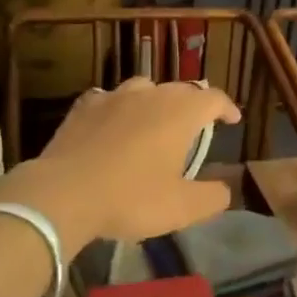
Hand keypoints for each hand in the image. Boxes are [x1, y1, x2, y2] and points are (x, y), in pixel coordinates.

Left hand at [2, 78, 240, 250]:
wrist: (63, 193)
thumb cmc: (130, 198)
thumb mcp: (181, 208)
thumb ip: (212, 197)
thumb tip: (225, 189)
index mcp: (180, 113)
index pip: (213, 98)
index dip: (226, 107)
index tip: (232, 120)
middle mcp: (151, 95)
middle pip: (180, 89)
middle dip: (193, 104)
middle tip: (196, 125)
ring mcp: (114, 96)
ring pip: (144, 88)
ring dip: (156, 101)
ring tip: (155, 119)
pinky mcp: (84, 107)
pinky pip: (109, 99)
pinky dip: (119, 108)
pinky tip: (113, 123)